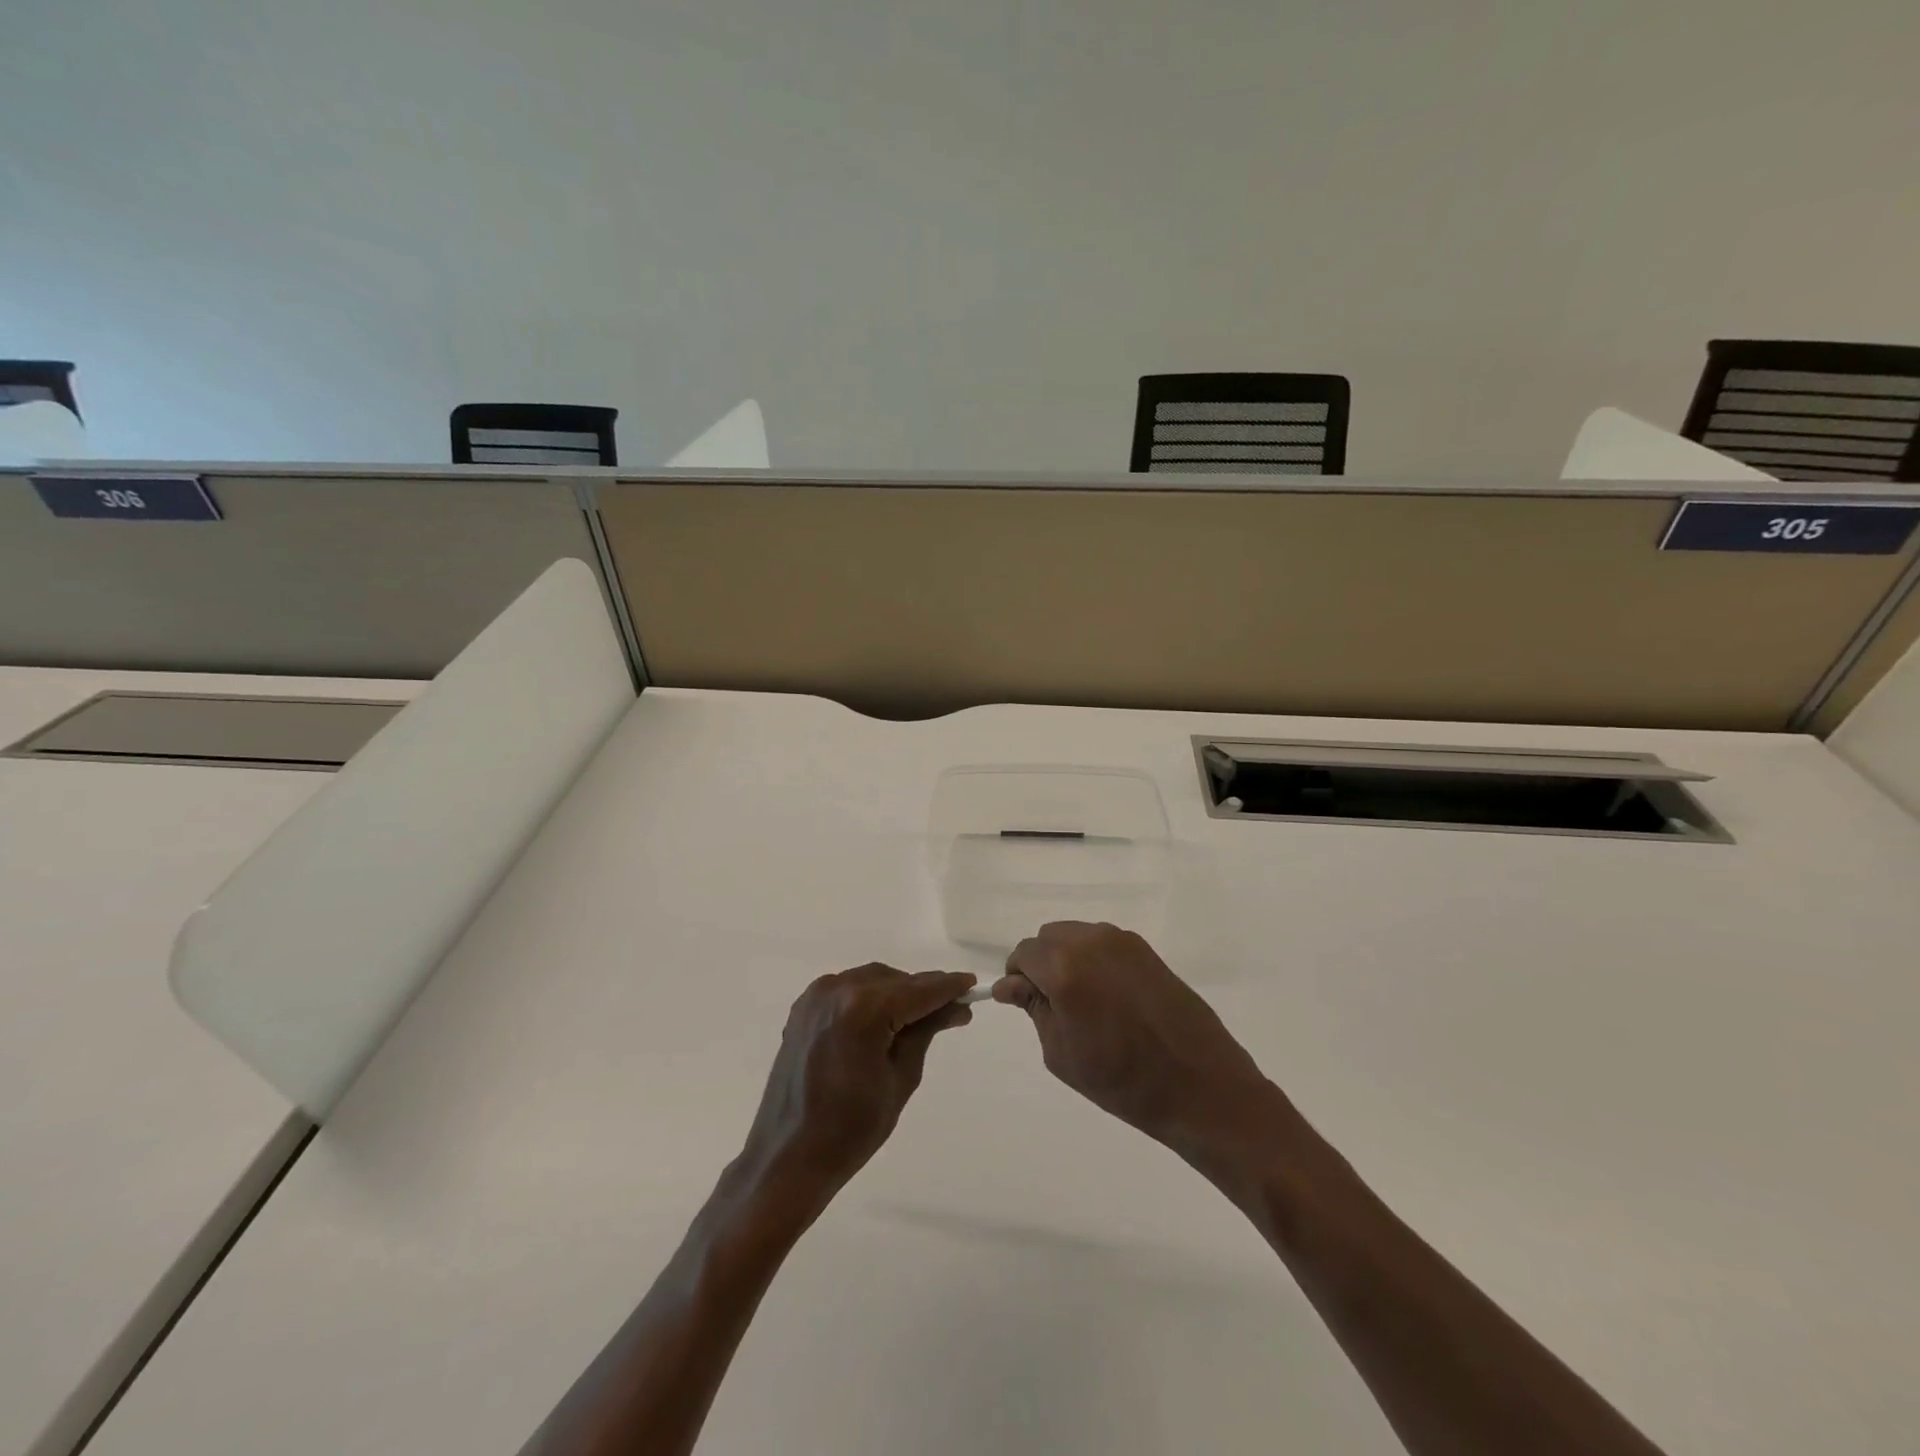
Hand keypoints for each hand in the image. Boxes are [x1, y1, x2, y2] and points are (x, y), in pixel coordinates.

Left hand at [739, 965, 975, 1208]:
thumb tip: (956, 1006)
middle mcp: (838, 990)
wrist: (788, 1158)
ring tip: (918, 1020)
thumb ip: (926, 1031)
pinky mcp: (803, 1009)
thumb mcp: (901, 1079)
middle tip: (951, 1012)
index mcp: (864, 1009)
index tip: (972, 985)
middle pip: (895, 980)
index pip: (918, 990)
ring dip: (896, 994)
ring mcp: (816, 997)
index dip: (948, 987)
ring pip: (871, 981)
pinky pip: (847, 991)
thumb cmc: (852, 1129)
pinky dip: (869, 999)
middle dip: (922, 993)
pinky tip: (882, 1022)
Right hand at [994, 922, 1272, 1148]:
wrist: (1201, 1087)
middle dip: (1042, 964)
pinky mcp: (1146, 950)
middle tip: (1054, 1006)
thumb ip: (1034, 1009)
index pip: (1024, 953)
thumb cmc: (1123, 1082)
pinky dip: (1095, 960)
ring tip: (1085, 1003)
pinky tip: (1111, 998)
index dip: (1017, 977)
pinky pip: (1104, 943)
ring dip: (1068, 959)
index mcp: (1065, 969)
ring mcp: (1123, 941)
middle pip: (1049, 937)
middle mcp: (1091, 942)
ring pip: (1077, 936)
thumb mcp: (1062, 1054)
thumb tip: (1012, 985)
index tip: (1023, 1002)